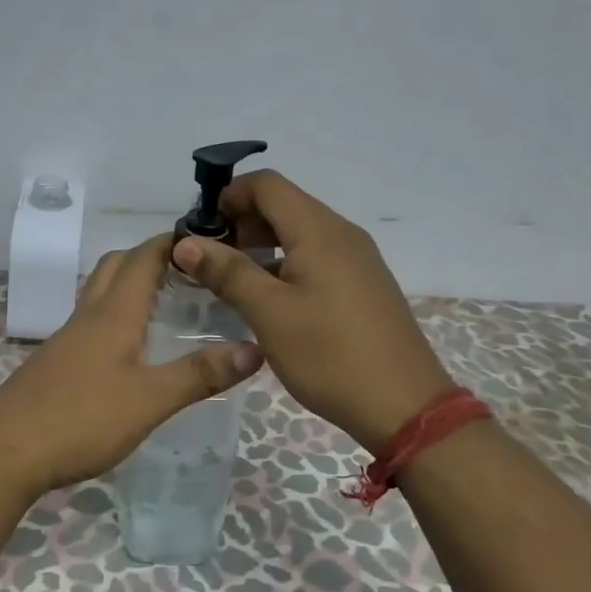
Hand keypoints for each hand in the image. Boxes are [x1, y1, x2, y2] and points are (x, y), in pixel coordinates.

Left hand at [0, 235, 264, 495]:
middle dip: (150, 257)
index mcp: (114, 314)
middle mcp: (88, 316)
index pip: (144, 258)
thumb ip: (200, 374)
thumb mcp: (149, 400)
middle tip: (189, 272)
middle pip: (116, 266)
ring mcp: (67, 340)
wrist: (4, 452)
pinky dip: (116, 316)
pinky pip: (90, 323)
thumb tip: (255, 349)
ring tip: (166, 303)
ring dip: (131, 285)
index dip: (173, 242)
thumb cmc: (81, 419)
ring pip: (100, 294)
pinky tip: (130, 349)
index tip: (207, 240)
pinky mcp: (55, 364)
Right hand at [171, 170, 452, 453]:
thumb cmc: (330, 355)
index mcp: (319, 231)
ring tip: (231, 283)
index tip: (200, 232)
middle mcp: (342, 234)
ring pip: (299, 233)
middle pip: (283, 205)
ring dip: (260, 246)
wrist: (404, 407)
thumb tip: (186, 243)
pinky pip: (316, 257)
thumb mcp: (269, 314)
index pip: (267, 184)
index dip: (228, 197)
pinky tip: (267, 300)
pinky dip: (284, 264)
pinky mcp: (362, 284)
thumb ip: (227, 272)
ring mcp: (357, 259)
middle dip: (241, 222)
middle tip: (210, 261)